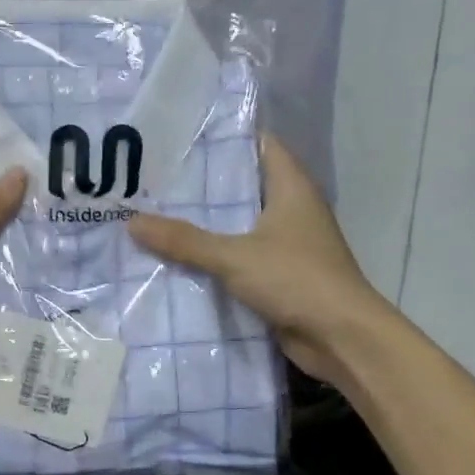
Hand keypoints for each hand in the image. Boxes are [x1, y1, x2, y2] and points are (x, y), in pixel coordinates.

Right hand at [129, 138, 381, 384]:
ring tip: (158, 213)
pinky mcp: (280, 275)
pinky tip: (179, 257)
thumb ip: (184, 240)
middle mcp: (291, 209)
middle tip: (156, 178)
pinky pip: (240, 256)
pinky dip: (215, 257)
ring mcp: (287, 244)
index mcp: (291, 188)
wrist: (342, 338)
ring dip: (206, 224)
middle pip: (244, 185)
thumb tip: (132, 222)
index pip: (259, 144)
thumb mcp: (234, 256)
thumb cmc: (296, 280)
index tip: (182, 136)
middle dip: (203, 184)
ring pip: (239, 224)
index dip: (224, 136)